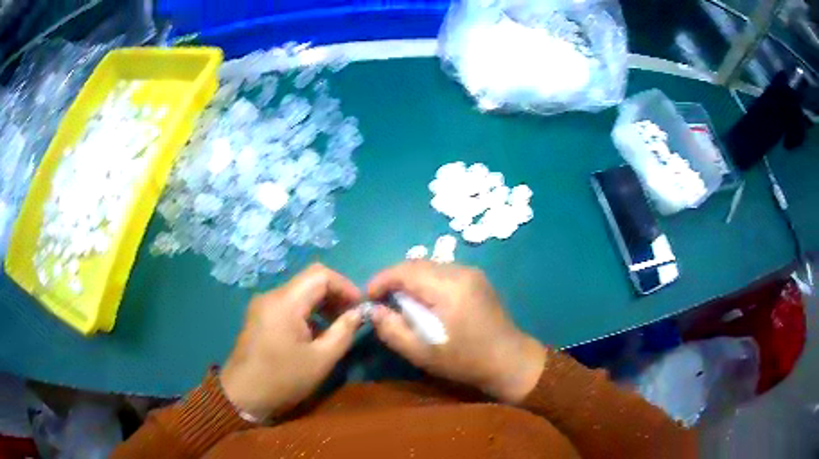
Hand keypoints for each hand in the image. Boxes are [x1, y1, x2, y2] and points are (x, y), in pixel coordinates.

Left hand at [220, 263, 362, 419]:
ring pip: (299, 292)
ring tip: (337, 326)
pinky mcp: (259, 316)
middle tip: (351, 316)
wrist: (242, 395)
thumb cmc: (283, 379)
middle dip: (334, 294)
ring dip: (321, 304)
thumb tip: (358, 313)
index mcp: (285, 302)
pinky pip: (288, 304)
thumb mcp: (321, 360)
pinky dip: (306, 312)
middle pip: (309, 280)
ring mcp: (262, 305)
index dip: (345, 286)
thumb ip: (343, 332)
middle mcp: (272, 296)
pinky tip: (315, 333)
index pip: (321, 275)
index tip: (360, 306)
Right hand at [368, 260, 545, 403]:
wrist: (510, 360)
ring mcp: (472, 272)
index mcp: (448, 288)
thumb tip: (373, 310)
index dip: (381, 280)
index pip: (405, 270)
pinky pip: (443, 271)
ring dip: (410, 279)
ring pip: (429, 265)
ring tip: (399, 302)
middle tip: (381, 301)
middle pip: (417, 263)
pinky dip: (426, 281)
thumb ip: (393, 330)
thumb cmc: (466, 361)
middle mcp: (461, 272)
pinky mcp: (477, 278)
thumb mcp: (423, 353)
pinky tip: (423, 301)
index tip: (368, 297)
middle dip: (394, 278)